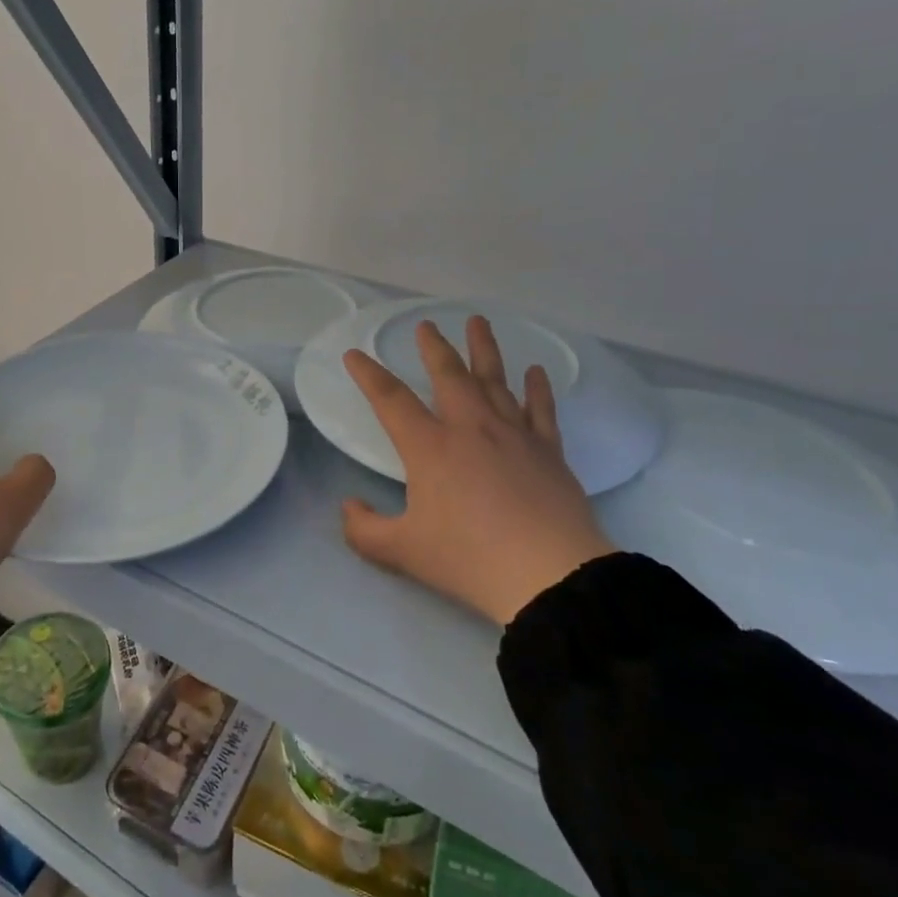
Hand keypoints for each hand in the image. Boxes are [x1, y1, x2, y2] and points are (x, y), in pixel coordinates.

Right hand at [341, 316, 615, 625]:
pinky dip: (537, 388)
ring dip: (484, 350)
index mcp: (429, 447)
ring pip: (495, 380)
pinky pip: (541, 409)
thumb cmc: (468, 558)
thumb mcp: (402, 552)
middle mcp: (470, 428)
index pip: (390, 400)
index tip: (354, 354)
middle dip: (433, 348)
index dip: (368, 375)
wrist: (548, 574)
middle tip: (426, 325)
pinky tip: (535, 371)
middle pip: (449, 375)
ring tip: (478, 322)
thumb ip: (365, 530)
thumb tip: (349, 507)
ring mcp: (513, 435)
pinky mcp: (548, 451)